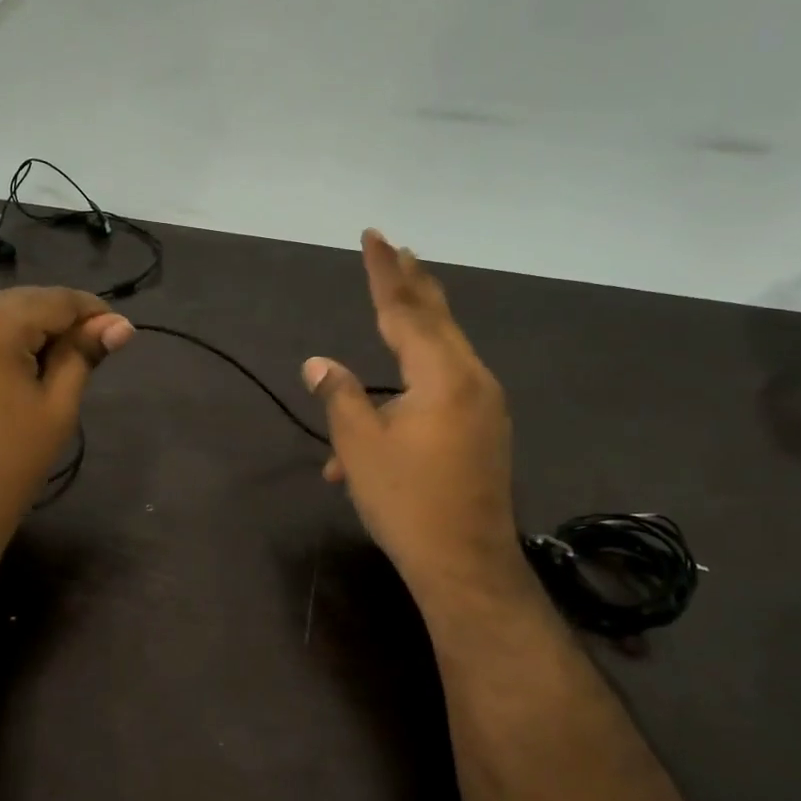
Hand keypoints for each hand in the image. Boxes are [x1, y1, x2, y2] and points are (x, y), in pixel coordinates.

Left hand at [0, 287, 132, 553]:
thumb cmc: (12, 458)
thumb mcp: (58, 404)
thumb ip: (84, 354)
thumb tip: (121, 325)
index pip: (55, 300)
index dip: (93, 312)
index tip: (122, 333)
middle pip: (25, 303)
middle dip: (63, 320)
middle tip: (97, 350)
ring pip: (0, 317)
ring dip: (35, 331)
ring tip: (63, 364)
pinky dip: (6, 344)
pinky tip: (24, 373)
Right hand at [303, 231, 523, 602]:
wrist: (465, 564)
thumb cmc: (407, 502)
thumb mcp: (360, 447)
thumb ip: (338, 396)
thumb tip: (317, 363)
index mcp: (443, 376)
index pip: (406, 310)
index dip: (384, 273)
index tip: (373, 236)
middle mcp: (471, 380)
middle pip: (436, 320)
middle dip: (411, 285)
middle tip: (396, 250)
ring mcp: (483, 406)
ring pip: (441, 355)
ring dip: (411, 334)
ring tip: (395, 303)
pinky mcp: (483, 430)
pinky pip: (444, 390)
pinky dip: (412, 385)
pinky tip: (383, 410)